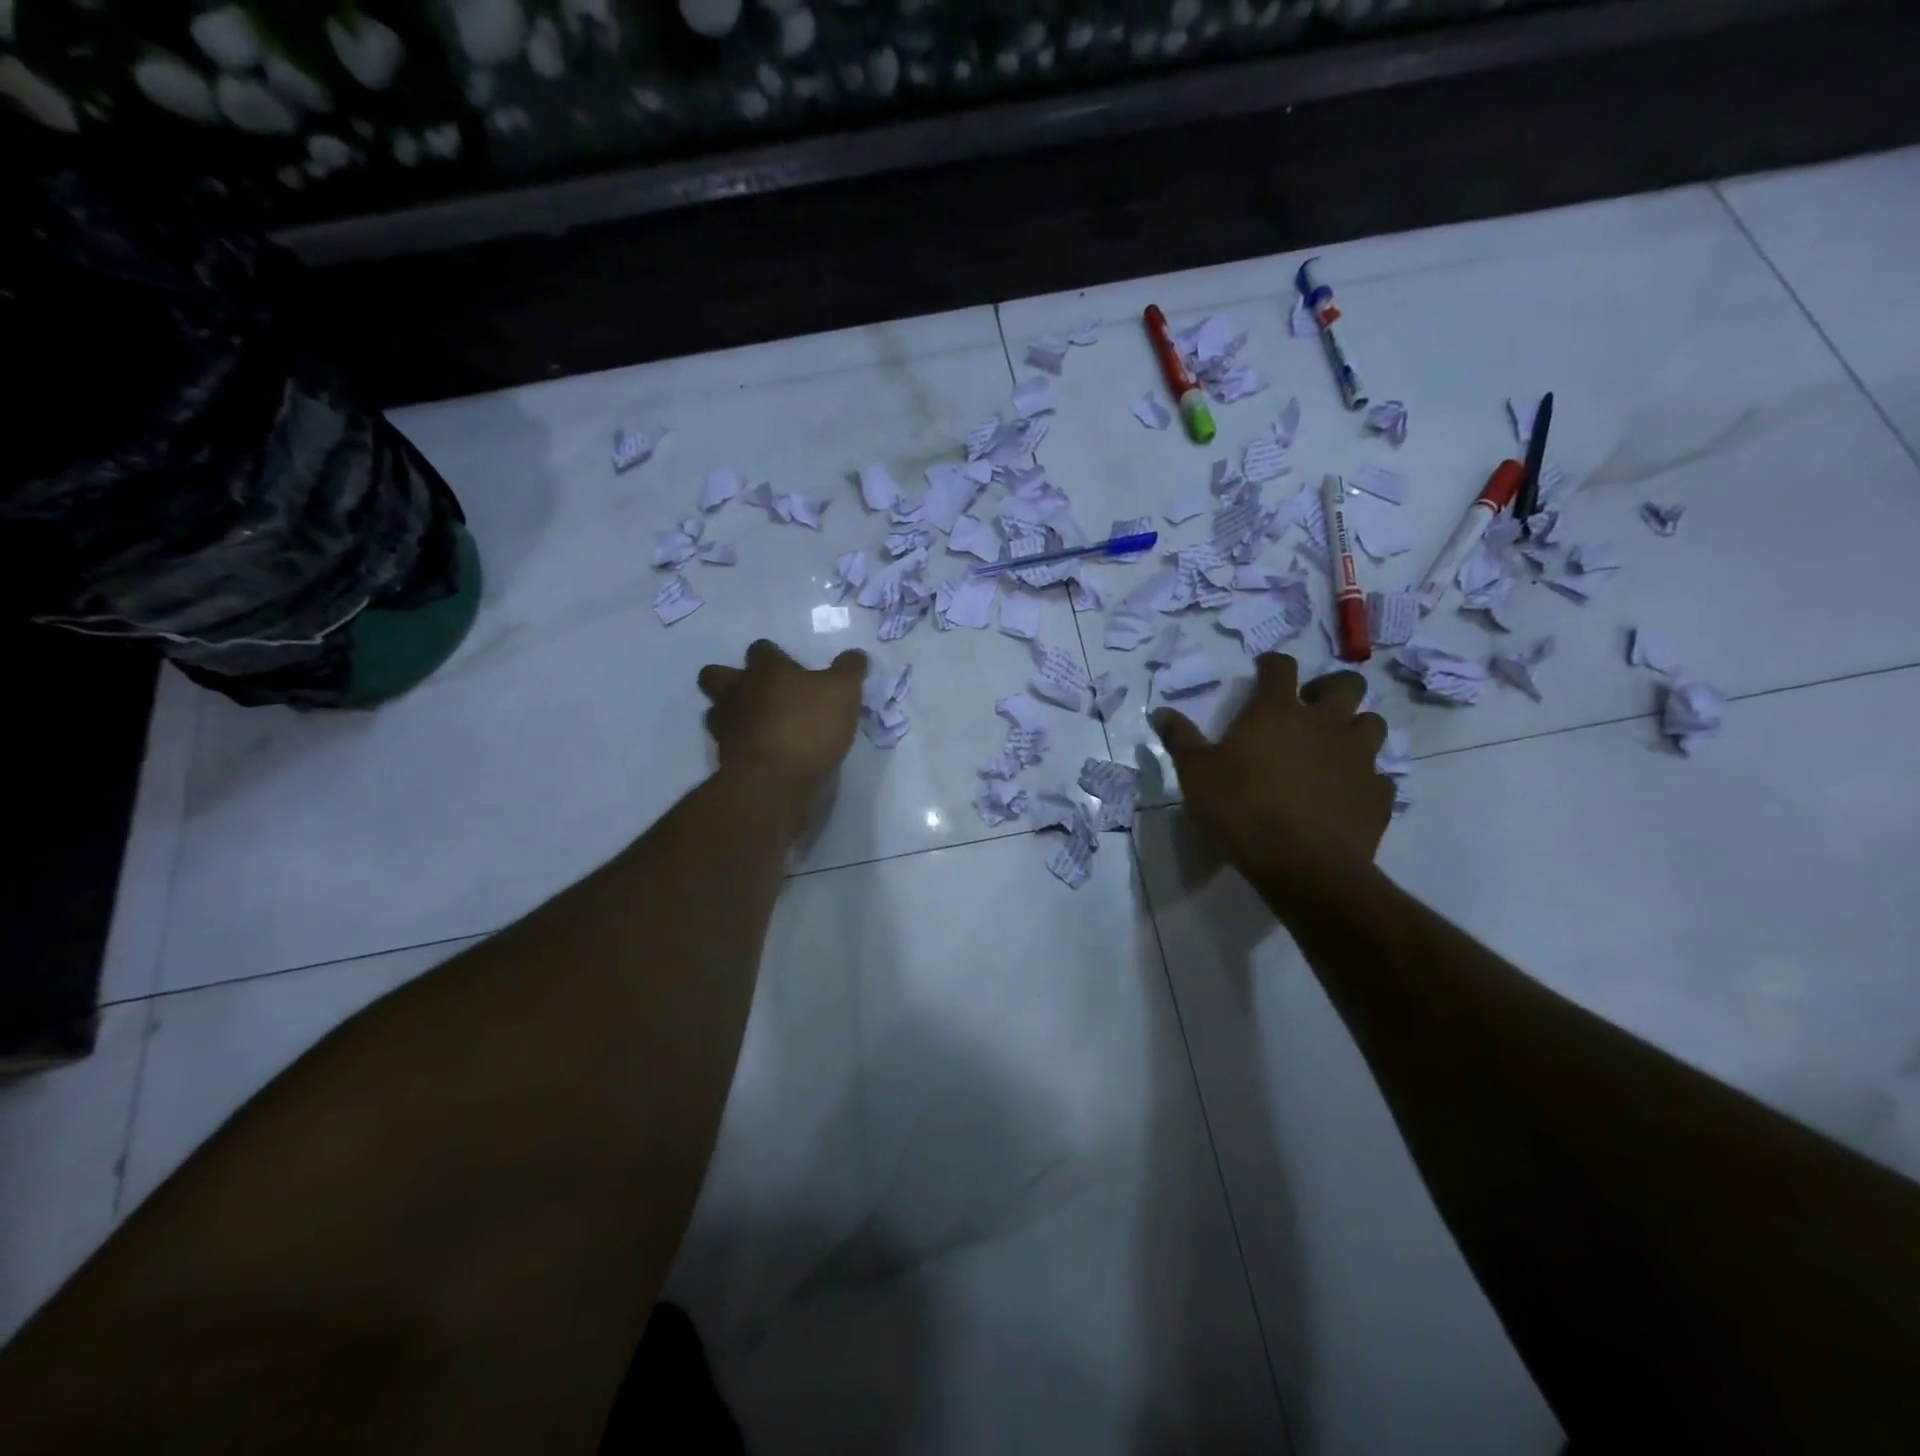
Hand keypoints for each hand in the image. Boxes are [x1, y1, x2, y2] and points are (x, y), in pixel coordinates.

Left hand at [697, 640, 867, 801]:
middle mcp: (738, 692)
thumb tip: (855, 655)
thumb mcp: (844, 692)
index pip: (761, 650)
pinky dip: (740, 745)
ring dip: (730, 713)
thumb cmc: (808, 726)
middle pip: (715, 675)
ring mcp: (726, 726)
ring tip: (754, 723)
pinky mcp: (724, 758)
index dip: (773, 655)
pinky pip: (727, 744)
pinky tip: (761, 751)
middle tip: (756, 691)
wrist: (774, 781)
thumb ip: (849, 670)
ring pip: (715, 711)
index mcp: (766, 670)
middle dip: (730, 678)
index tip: (788, 665)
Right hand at [1151, 654, 1391, 891]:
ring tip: (1334, 748)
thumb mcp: (1195, 774)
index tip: (1264, 670)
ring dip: (1355, 729)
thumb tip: (1160, 711)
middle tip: (1310, 708)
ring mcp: (1358, 757)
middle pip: (1346, 684)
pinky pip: (1379, 777)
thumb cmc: (1241, 809)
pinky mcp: (1378, 793)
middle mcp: (1325, 724)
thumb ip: (1180, 739)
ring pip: (1372, 724)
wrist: (1302, 863)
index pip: (1281, 668)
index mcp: (1278, 712)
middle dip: (1330, 688)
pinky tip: (1347, 793)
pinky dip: (1365, 779)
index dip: (1272, 664)